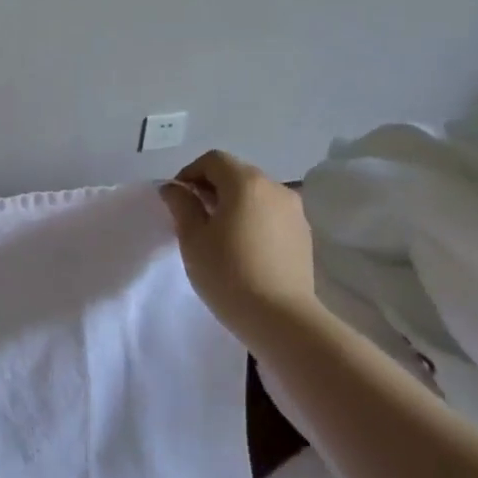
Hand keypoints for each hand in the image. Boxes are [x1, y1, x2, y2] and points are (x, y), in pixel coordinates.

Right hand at [160, 150, 319, 342]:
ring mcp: (294, 210)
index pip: (213, 160)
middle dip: (211, 188)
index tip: (177, 200)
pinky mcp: (303, 233)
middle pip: (237, 174)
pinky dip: (253, 220)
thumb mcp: (192, 239)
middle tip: (194, 217)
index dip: (189, 173)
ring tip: (218, 235)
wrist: (280, 317)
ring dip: (234, 204)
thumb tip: (174, 188)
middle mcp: (275, 187)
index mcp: (246, 182)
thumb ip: (182, 206)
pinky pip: (271, 214)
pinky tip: (243, 248)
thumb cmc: (227, 273)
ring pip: (256, 194)